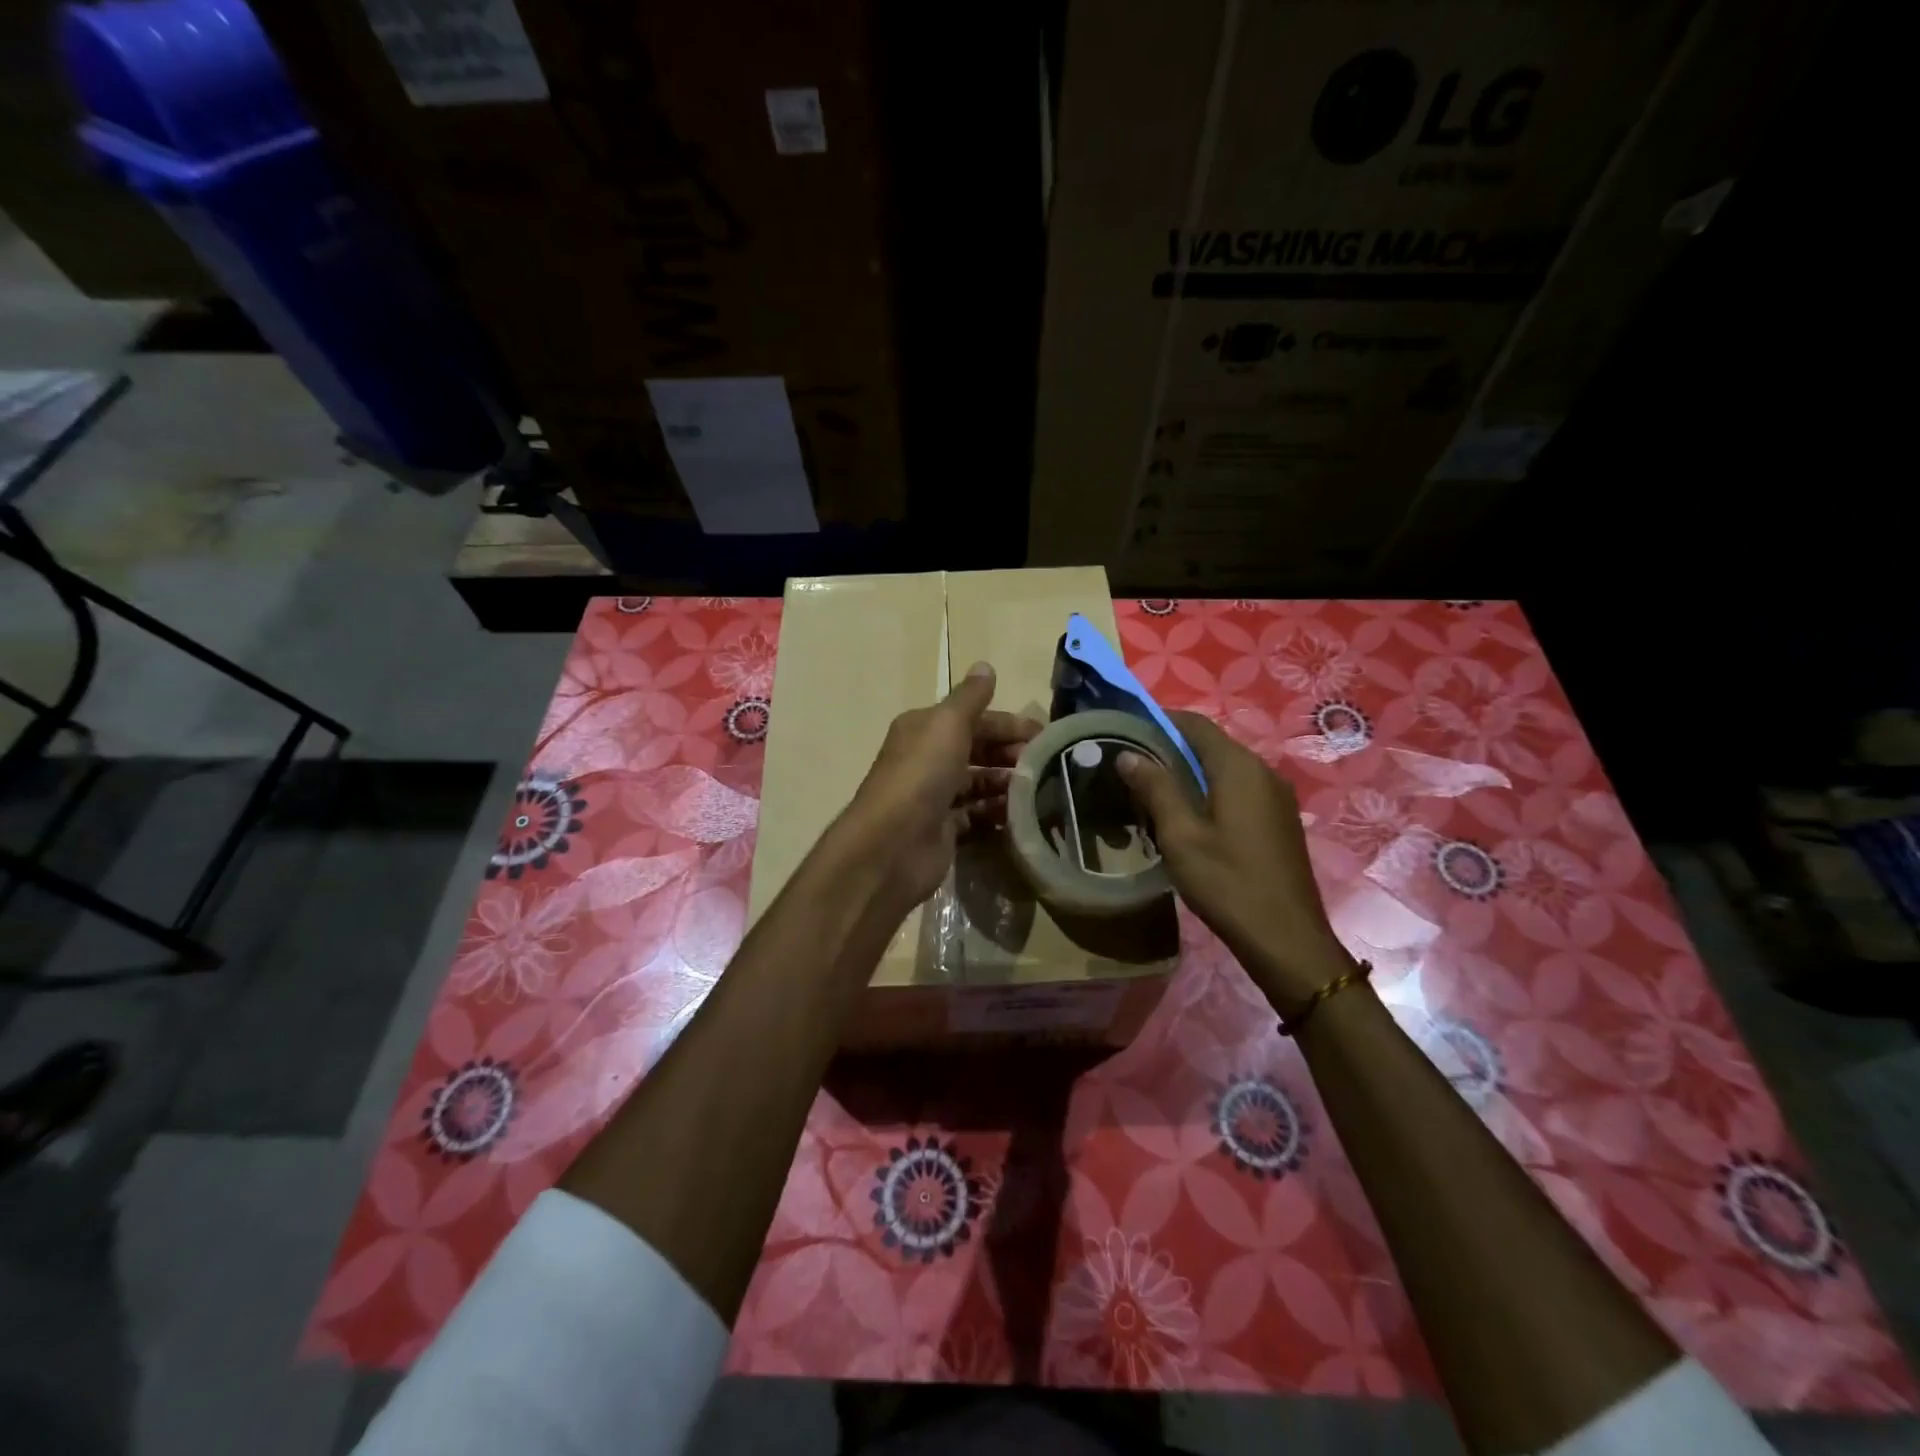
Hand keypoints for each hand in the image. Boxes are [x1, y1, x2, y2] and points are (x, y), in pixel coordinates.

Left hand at [838, 662, 1040, 912]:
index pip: (973, 718)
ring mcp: (934, 797)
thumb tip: (985, 666)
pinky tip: (1022, 815)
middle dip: (1010, 754)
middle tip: (1045, 765)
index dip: (1008, 723)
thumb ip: (970, 697)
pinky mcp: (942, 830)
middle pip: (977, 750)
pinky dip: (997, 814)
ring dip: (1007, 784)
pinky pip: (976, 817)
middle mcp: (927, 759)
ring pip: (978, 784)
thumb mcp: (948, 724)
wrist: (892, 844)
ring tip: (1039, 790)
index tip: (1045, 734)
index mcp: (924, 729)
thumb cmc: (922, 775)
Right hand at [1116, 711, 1352, 1010]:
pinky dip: (1209, 790)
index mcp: (1239, 767)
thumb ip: (1155, 788)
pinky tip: (1187, 816)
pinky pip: (1238, 789)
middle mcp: (1262, 771)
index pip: (1195, 724)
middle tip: (1131, 765)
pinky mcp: (1279, 820)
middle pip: (1211, 744)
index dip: (1159, 720)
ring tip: (1151, 791)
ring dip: (1189, 772)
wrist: (1287, 940)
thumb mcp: (1180, 836)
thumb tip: (1128, 754)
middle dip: (1170, 747)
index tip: (1126, 729)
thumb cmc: (1227, 883)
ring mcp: (1276, 796)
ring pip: (1224, 768)